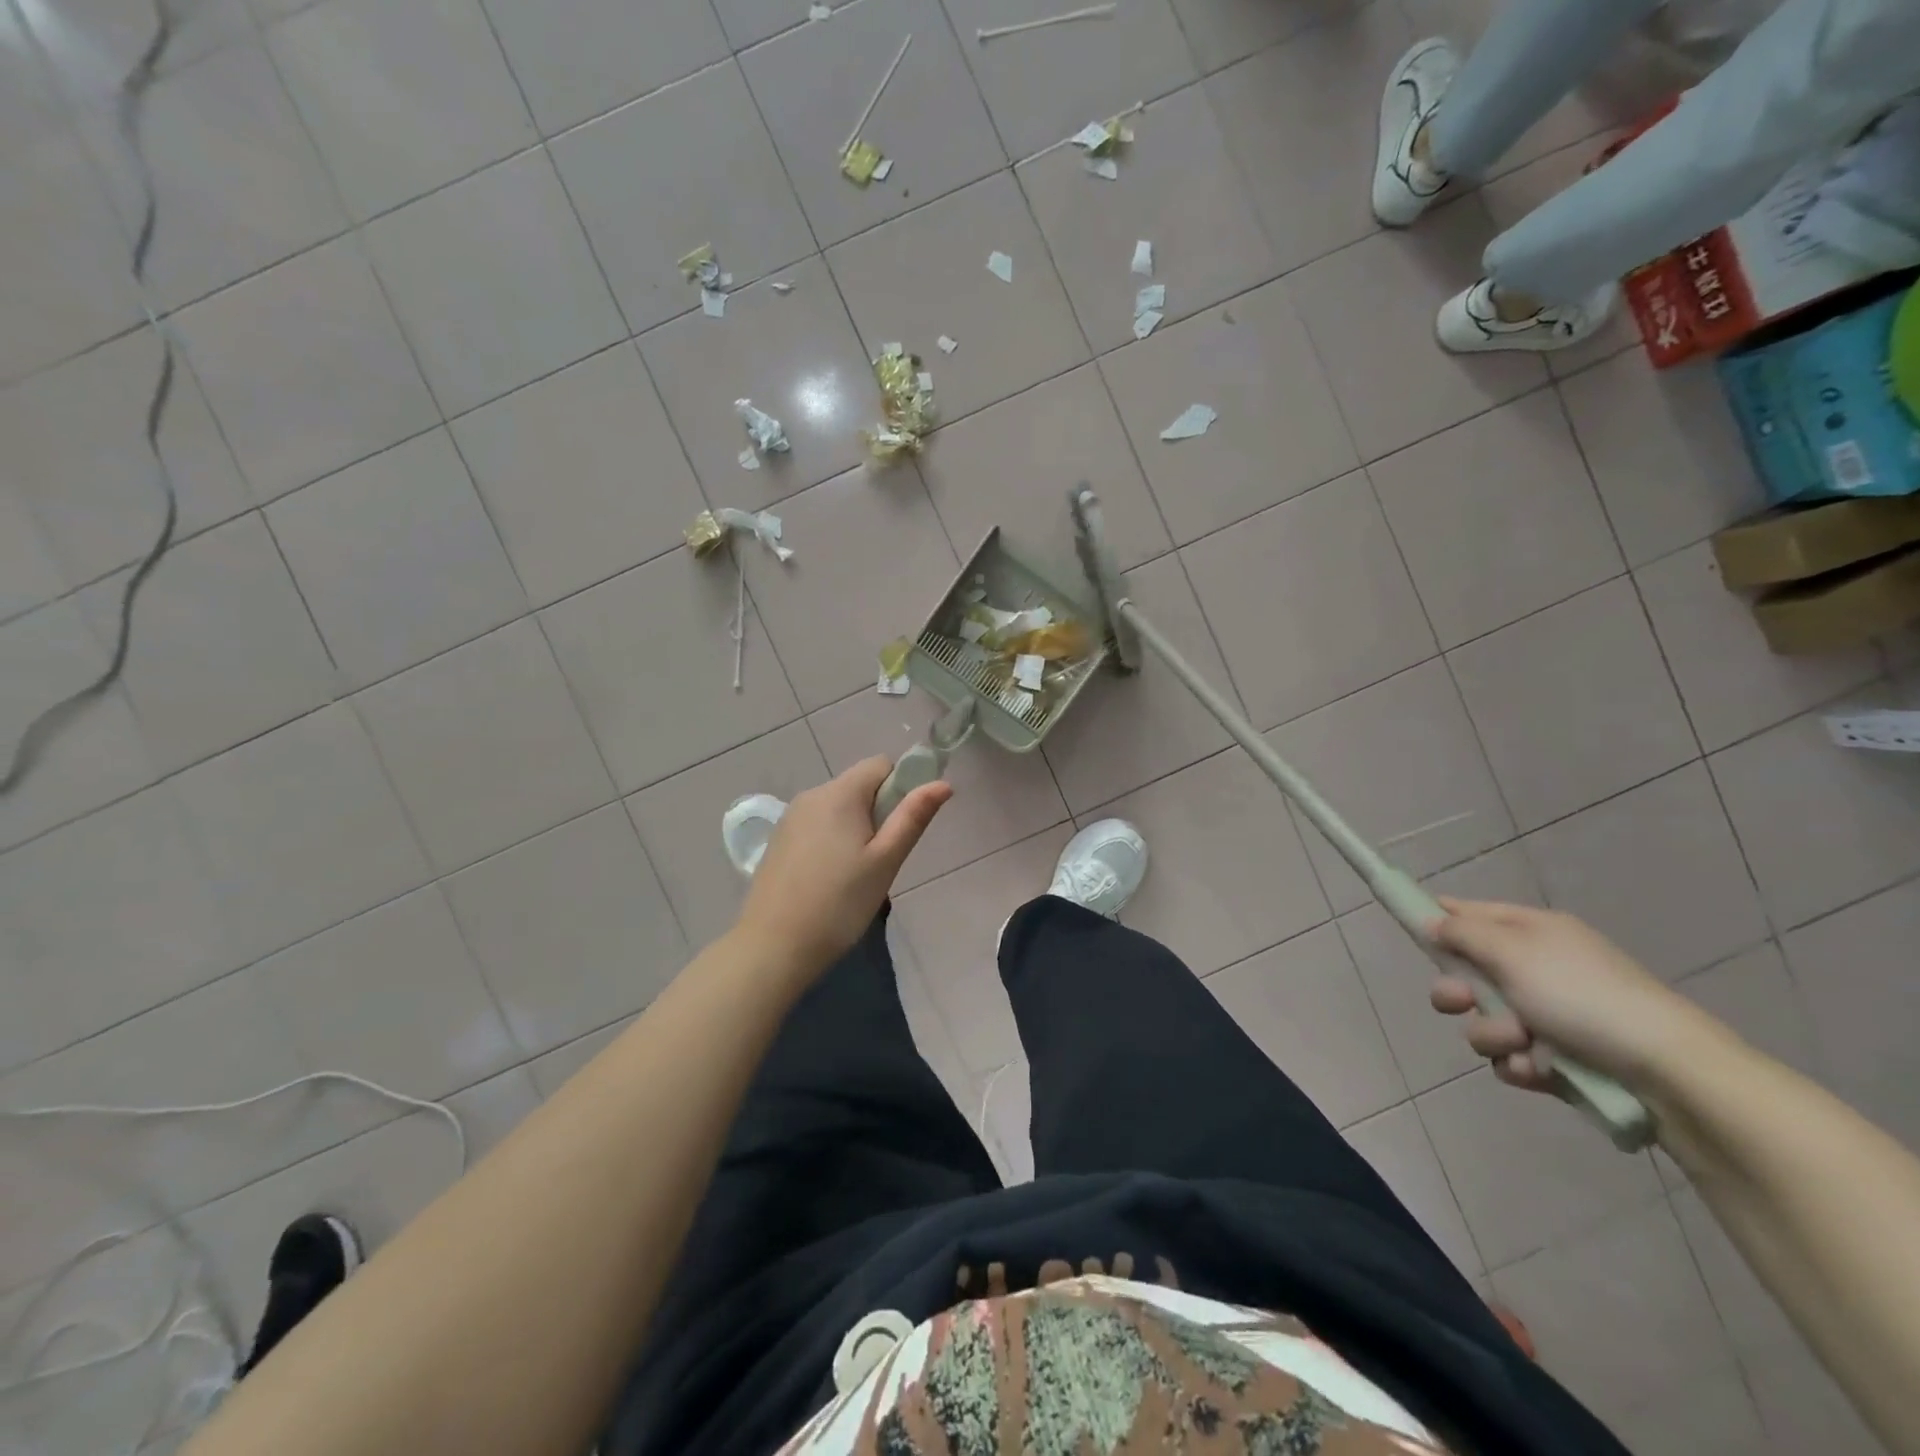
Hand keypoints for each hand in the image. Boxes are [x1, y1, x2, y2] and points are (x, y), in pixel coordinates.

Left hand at [735, 757, 951, 973]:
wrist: (773, 946)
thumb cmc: (839, 903)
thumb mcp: (886, 861)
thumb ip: (913, 817)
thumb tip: (943, 783)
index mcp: (840, 793)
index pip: (881, 765)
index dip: (901, 788)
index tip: (901, 829)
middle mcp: (812, 795)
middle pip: (859, 786)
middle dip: (879, 812)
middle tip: (881, 860)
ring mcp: (790, 818)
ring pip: (838, 807)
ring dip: (856, 828)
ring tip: (856, 875)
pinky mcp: (779, 840)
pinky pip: (817, 825)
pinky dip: (832, 841)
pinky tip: (829, 880)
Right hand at [1427, 898, 1714, 1093]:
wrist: (1668, 1073)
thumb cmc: (1583, 997)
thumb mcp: (1512, 952)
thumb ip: (1461, 933)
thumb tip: (1429, 920)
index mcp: (1530, 932)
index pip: (1468, 913)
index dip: (1437, 919)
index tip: (1410, 930)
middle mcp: (1536, 968)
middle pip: (1466, 973)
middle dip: (1457, 992)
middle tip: (1462, 1003)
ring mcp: (1549, 1014)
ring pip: (1484, 1020)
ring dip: (1493, 1034)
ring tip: (1523, 1045)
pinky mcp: (1558, 1057)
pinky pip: (1511, 1056)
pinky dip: (1520, 1064)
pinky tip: (1539, 1070)